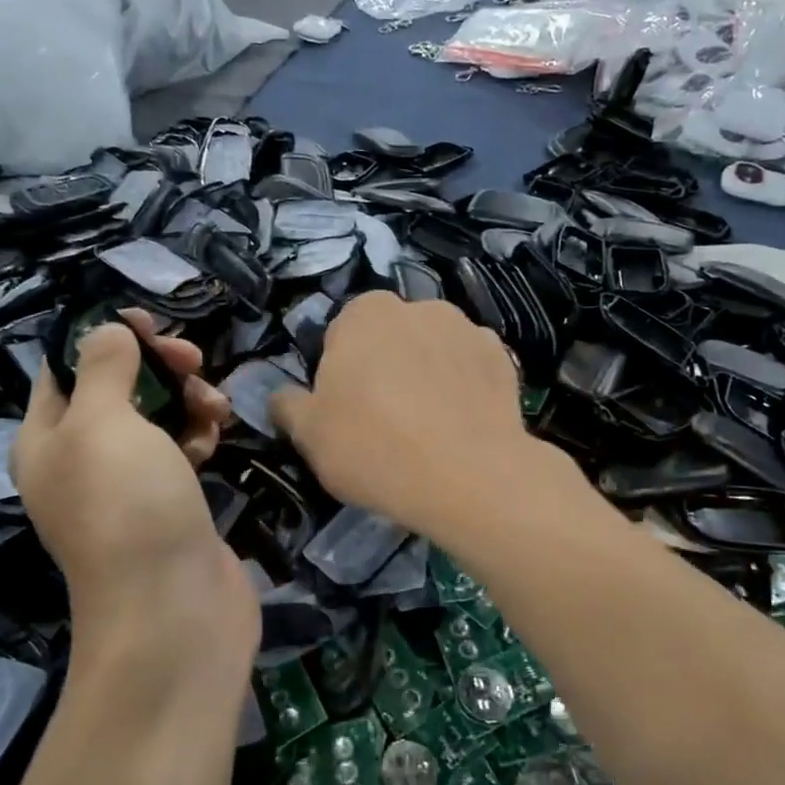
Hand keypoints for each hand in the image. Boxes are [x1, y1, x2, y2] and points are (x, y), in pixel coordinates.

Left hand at [13, 310, 255, 685]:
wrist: (174, 611)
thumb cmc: (127, 507)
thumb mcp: (102, 424)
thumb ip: (103, 368)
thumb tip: (106, 331)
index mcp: (47, 440)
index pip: (65, 369)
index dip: (102, 338)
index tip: (147, 322)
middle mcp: (82, 460)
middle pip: (118, 389)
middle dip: (155, 367)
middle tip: (192, 360)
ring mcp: (130, 485)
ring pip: (157, 418)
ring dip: (187, 399)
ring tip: (215, 406)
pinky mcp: (171, 503)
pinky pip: (182, 450)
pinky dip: (199, 434)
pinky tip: (218, 436)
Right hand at [269, 292, 543, 537]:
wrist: (469, 477)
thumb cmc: (374, 448)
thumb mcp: (309, 435)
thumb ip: (288, 406)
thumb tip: (281, 396)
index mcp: (365, 314)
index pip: (342, 333)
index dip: (341, 371)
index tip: (346, 409)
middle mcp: (418, 307)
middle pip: (391, 337)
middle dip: (386, 366)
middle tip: (385, 419)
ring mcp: (467, 329)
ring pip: (434, 349)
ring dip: (427, 372)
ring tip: (429, 426)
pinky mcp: (503, 358)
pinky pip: (471, 368)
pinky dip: (464, 387)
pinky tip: (461, 425)